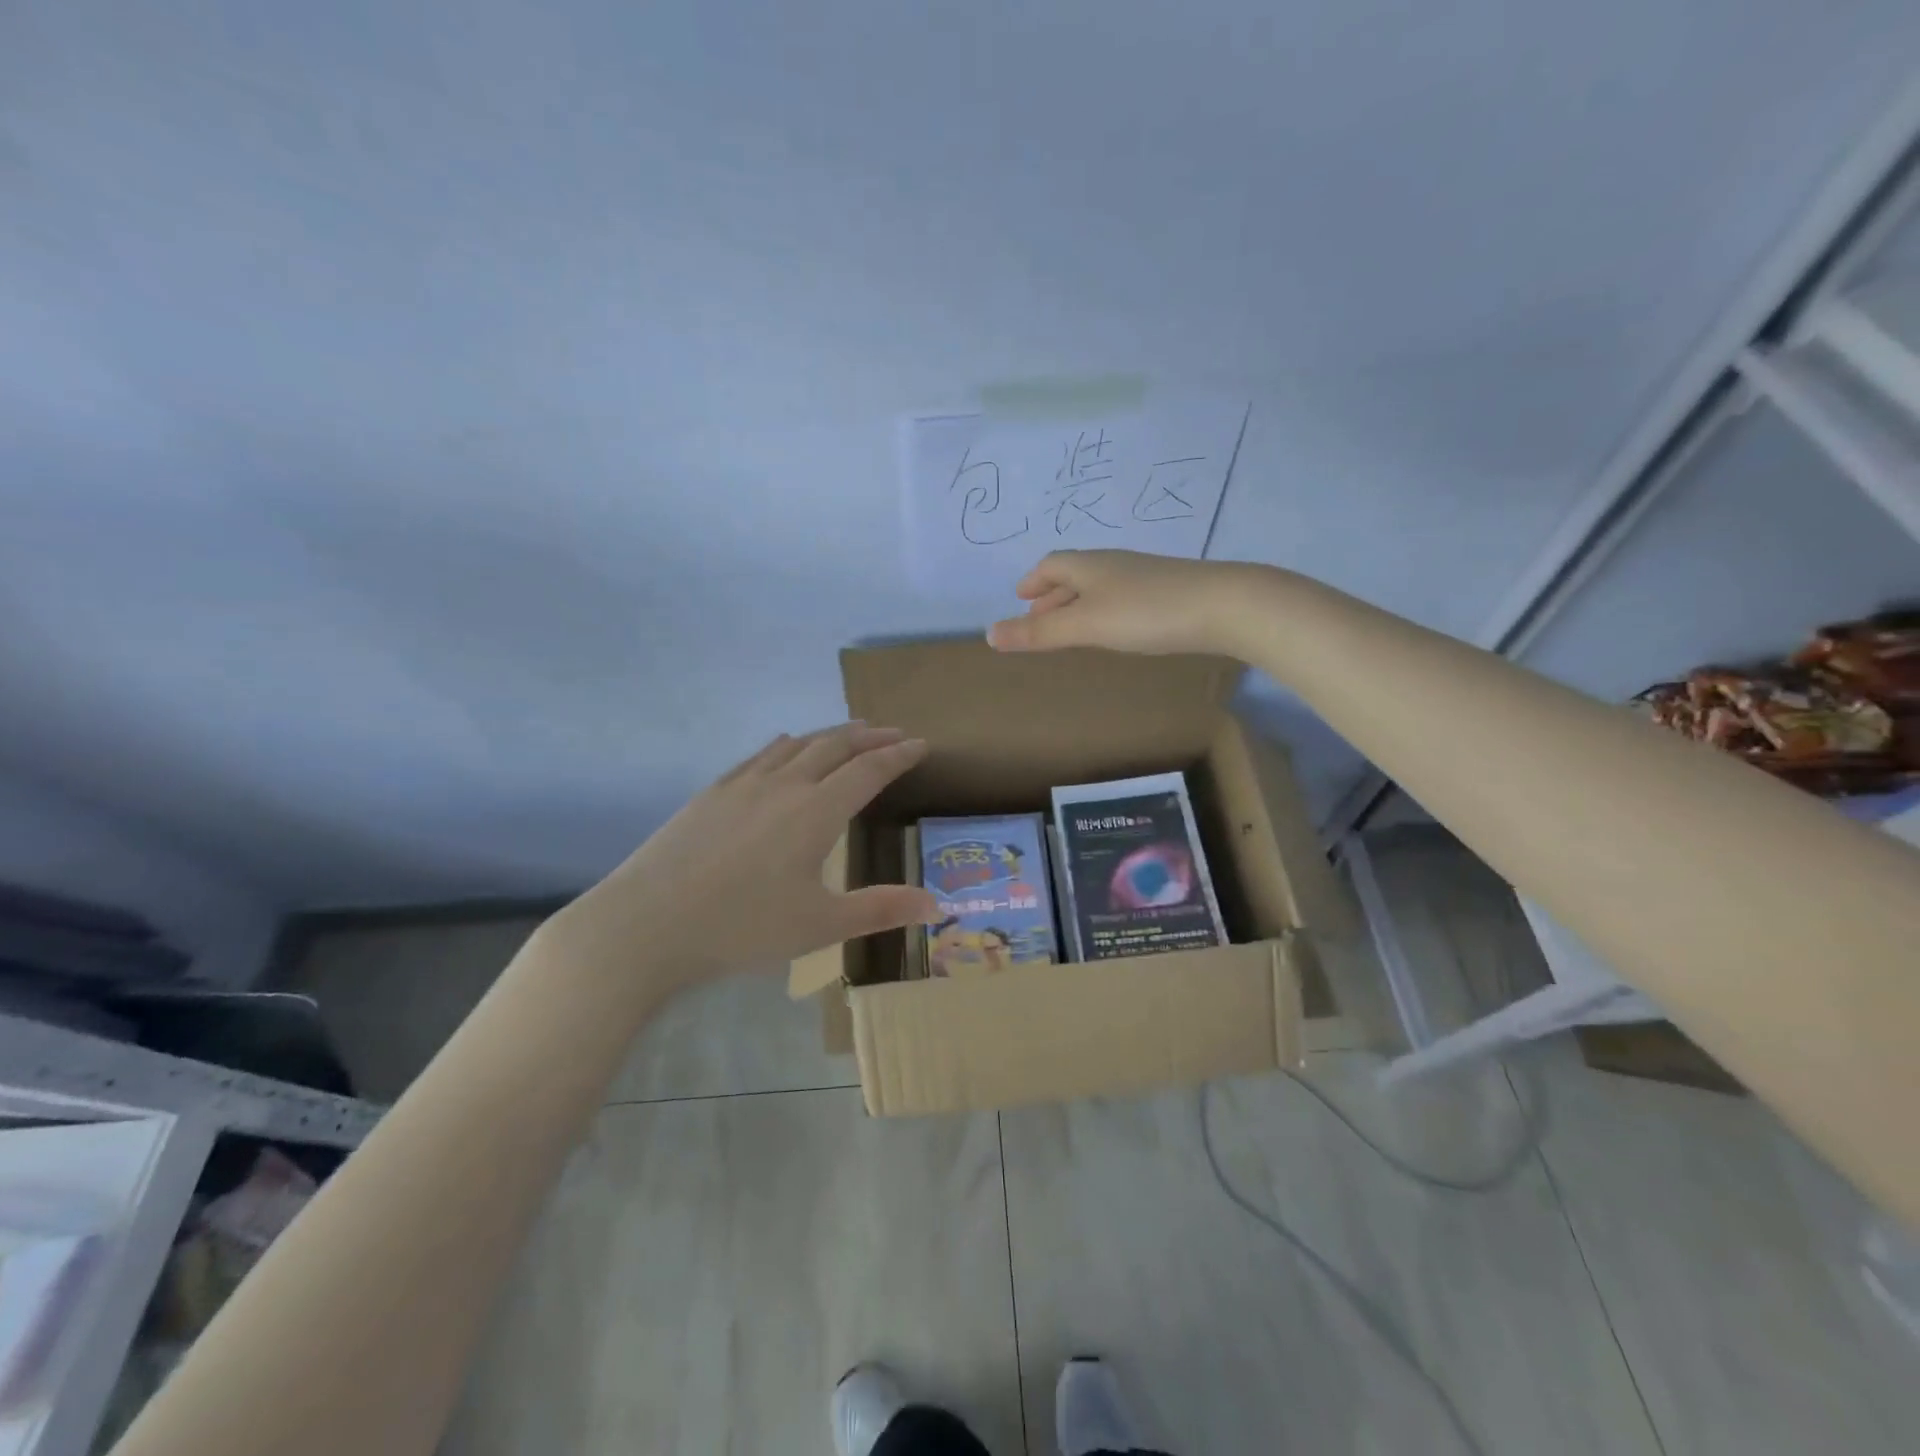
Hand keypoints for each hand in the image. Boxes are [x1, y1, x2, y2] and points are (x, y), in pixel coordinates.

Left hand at [546, 723, 938, 992]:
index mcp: (816, 811)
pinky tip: (785, 745)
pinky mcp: (712, 792)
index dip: (899, 756)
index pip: (868, 770)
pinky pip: (761, 754)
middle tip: (894, 732)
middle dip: (870, 737)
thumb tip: (938, 906)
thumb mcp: (820, 926)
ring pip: (797, 744)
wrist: (646, 924)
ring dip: (831, 734)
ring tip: (851, 732)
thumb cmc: (741, 928)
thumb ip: (881, 910)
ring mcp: (743, 784)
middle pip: (835, 746)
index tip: (922, 744)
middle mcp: (784, 785)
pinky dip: (787, 744)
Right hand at [985, 550, 1265, 657]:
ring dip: (1078, 604)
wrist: (1225, 606)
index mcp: (1090, 565)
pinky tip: (1116, 629)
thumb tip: (989, 635)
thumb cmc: (1146, 613)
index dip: (1033, 582)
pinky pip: (1122, 597)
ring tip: (1071, 628)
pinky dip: (1104, 611)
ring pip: (1100, 586)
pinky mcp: (1168, 592)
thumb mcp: (1086, 626)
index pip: (1052, 565)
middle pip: (1074, 574)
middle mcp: (1114, 564)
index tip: (1020, 599)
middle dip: (1052, 595)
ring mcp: (1144, 577)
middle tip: (1038, 619)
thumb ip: (1039, 634)